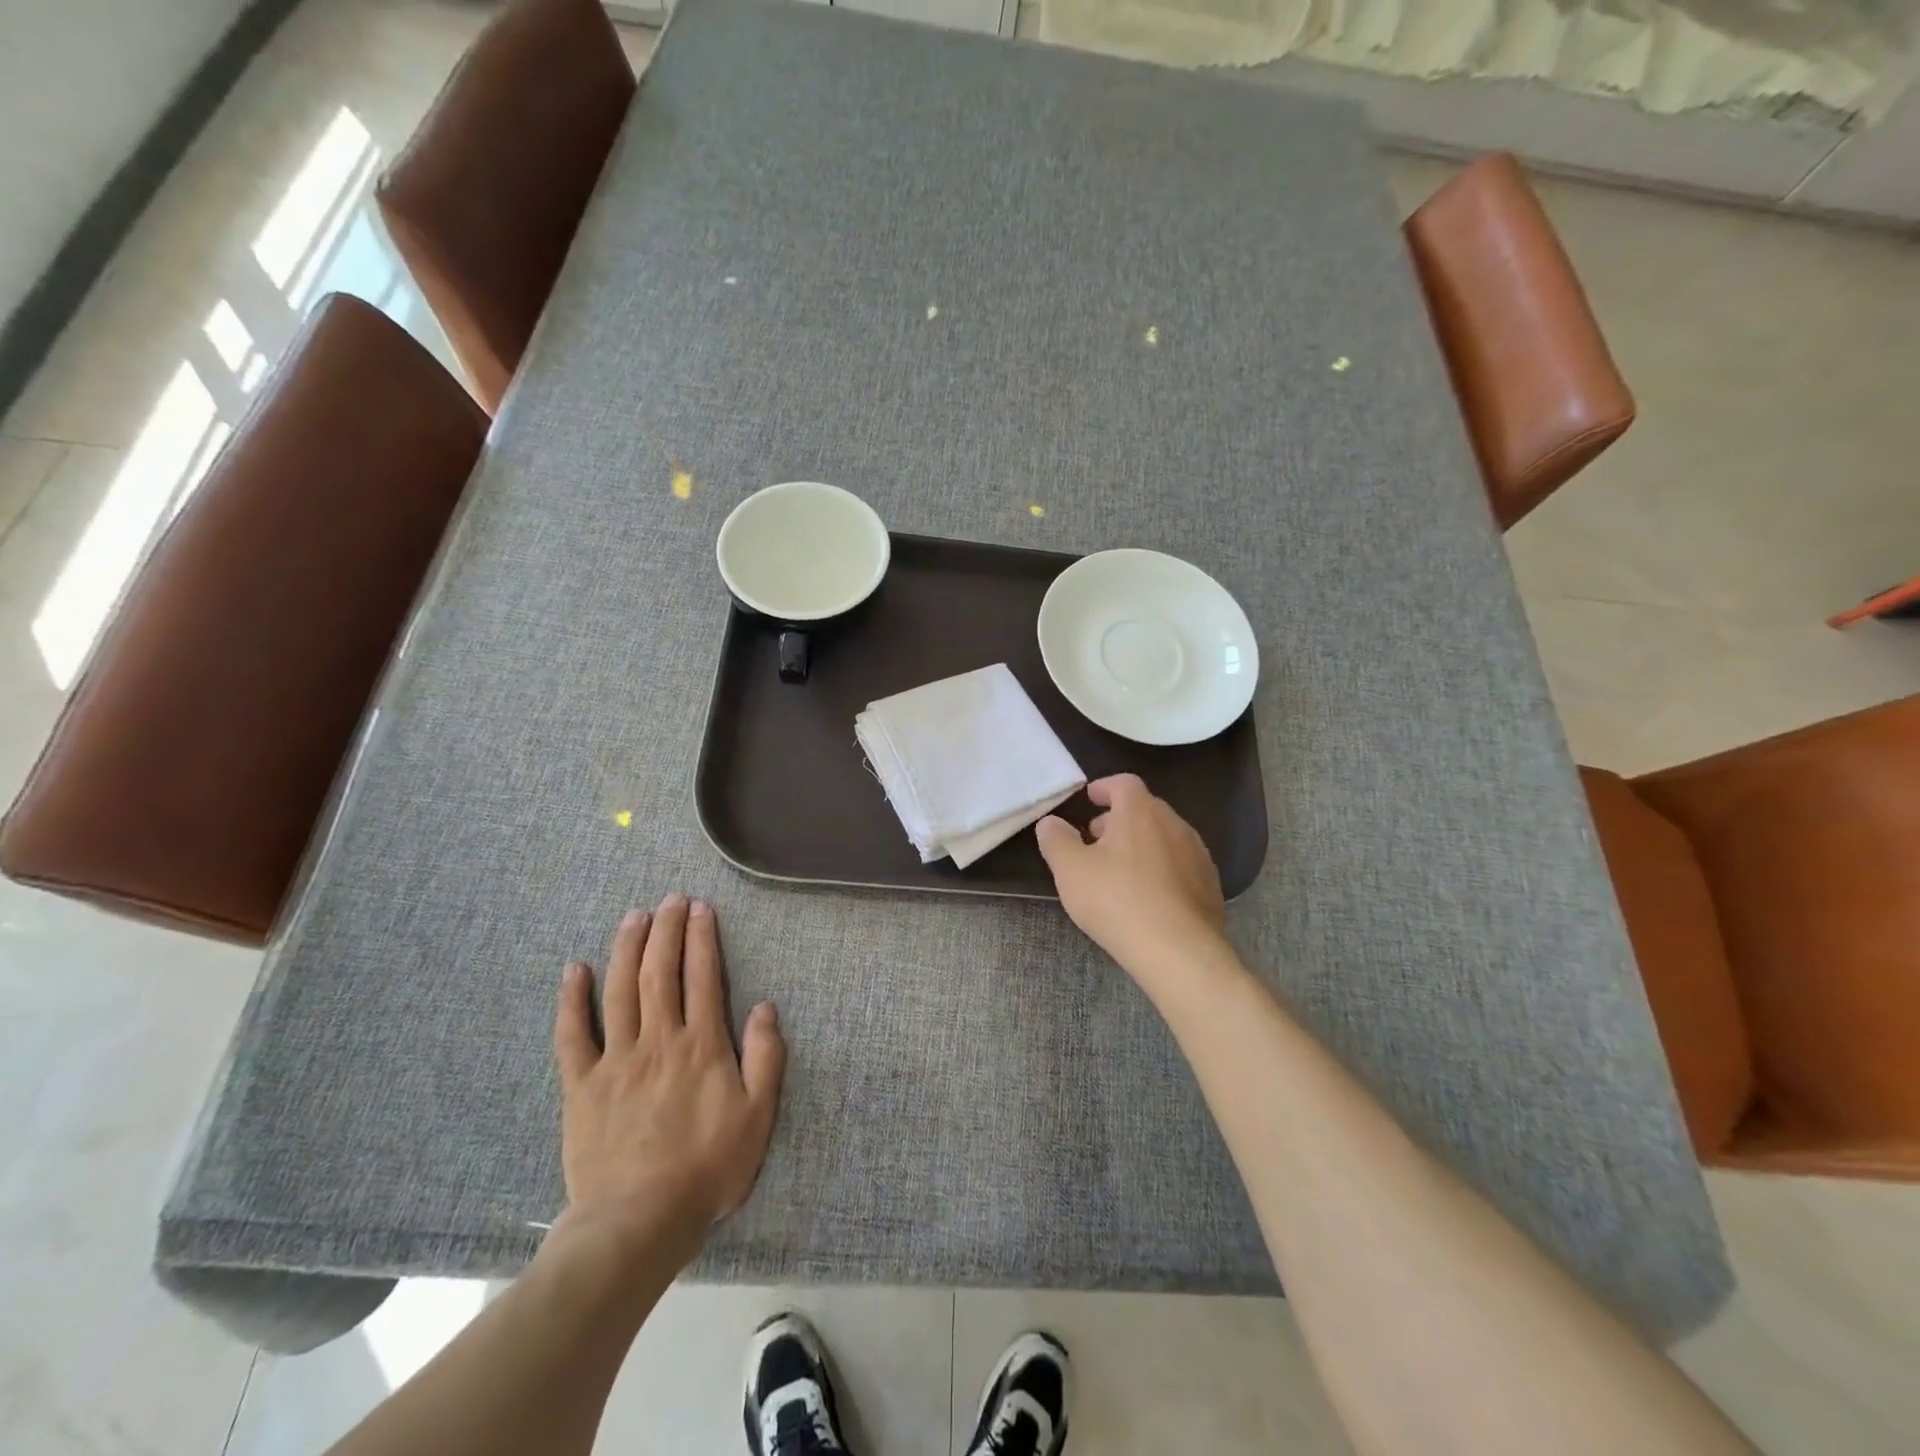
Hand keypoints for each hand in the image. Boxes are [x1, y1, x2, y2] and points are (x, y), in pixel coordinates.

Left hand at [552, 895, 785, 1266]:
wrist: (638, 1222)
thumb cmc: (707, 1168)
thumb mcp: (757, 1115)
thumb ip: (766, 1057)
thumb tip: (766, 1006)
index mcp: (701, 1045)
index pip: (702, 976)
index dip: (702, 938)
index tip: (701, 909)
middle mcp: (658, 1040)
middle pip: (660, 972)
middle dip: (666, 930)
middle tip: (670, 899)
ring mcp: (616, 1061)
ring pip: (620, 991)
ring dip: (628, 948)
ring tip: (634, 916)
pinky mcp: (582, 1086)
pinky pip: (573, 1035)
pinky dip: (573, 1000)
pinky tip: (575, 969)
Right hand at [1036, 774, 1225, 978]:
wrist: (1178, 951)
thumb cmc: (1117, 900)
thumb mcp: (1070, 870)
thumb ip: (1056, 840)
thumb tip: (1050, 822)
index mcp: (1140, 811)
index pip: (1123, 783)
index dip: (1104, 788)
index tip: (1089, 800)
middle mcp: (1174, 823)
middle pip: (1145, 808)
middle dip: (1119, 818)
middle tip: (1096, 839)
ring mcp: (1197, 853)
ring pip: (1164, 836)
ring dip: (1141, 844)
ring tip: (1120, 870)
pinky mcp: (1209, 884)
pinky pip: (1180, 864)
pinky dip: (1161, 868)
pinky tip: (1148, 896)